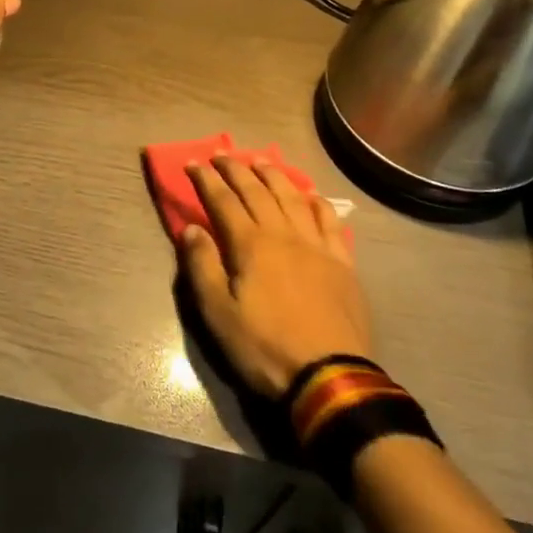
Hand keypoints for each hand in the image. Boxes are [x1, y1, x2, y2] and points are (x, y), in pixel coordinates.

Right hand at [177, 157, 372, 398]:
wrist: (330, 378)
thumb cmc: (265, 347)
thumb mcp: (218, 314)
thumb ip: (202, 267)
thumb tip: (191, 229)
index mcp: (250, 245)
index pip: (223, 201)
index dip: (206, 180)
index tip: (192, 162)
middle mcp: (283, 235)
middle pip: (257, 191)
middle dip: (236, 169)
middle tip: (221, 154)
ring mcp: (316, 246)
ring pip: (293, 197)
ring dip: (274, 175)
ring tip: (260, 161)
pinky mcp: (342, 263)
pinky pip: (329, 222)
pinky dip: (317, 203)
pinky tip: (311, 195)